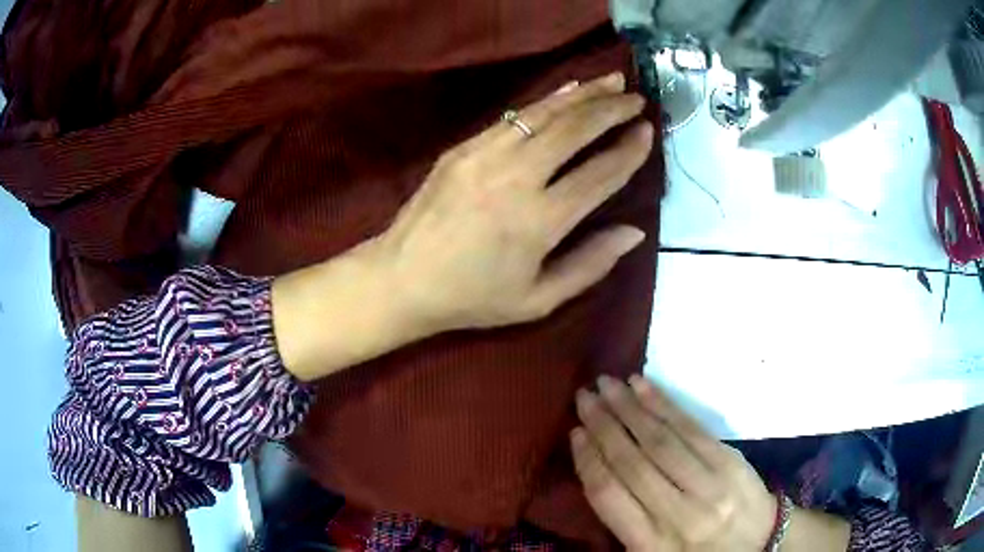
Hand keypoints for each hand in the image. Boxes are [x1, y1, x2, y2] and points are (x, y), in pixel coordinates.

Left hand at [272, 73, 652, 381]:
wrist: (401, 279)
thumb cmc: (471, 298)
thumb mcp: (537, 301)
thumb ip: (590, 265)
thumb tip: (634, 231)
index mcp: (539, 222)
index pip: (599, 174)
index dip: (628, 151)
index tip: (648, 132)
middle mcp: (516, 178)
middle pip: (574, 130)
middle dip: (611, 109)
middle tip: (637, 99)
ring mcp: (485, 156)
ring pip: (545, 113)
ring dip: (584, 94)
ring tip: (612, 82)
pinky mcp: (463, 147)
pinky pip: (514, 116)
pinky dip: (546, 101)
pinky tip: (567, 92)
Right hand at [571, 376, 775, 551]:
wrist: (759, 545)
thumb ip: (626, 521)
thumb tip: (598, 471)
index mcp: (650, 544)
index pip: (609, 495)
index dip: (588, 460)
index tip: (574, 432)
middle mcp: (677, 514)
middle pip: (632, 462)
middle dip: (604, 425)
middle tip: (584, 396)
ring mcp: (708, 485)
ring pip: (660, 441)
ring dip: (630, 408)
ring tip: (607, 384)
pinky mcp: (730, 462)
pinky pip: (691, 429)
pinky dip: (664, 406)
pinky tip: (644, 388)